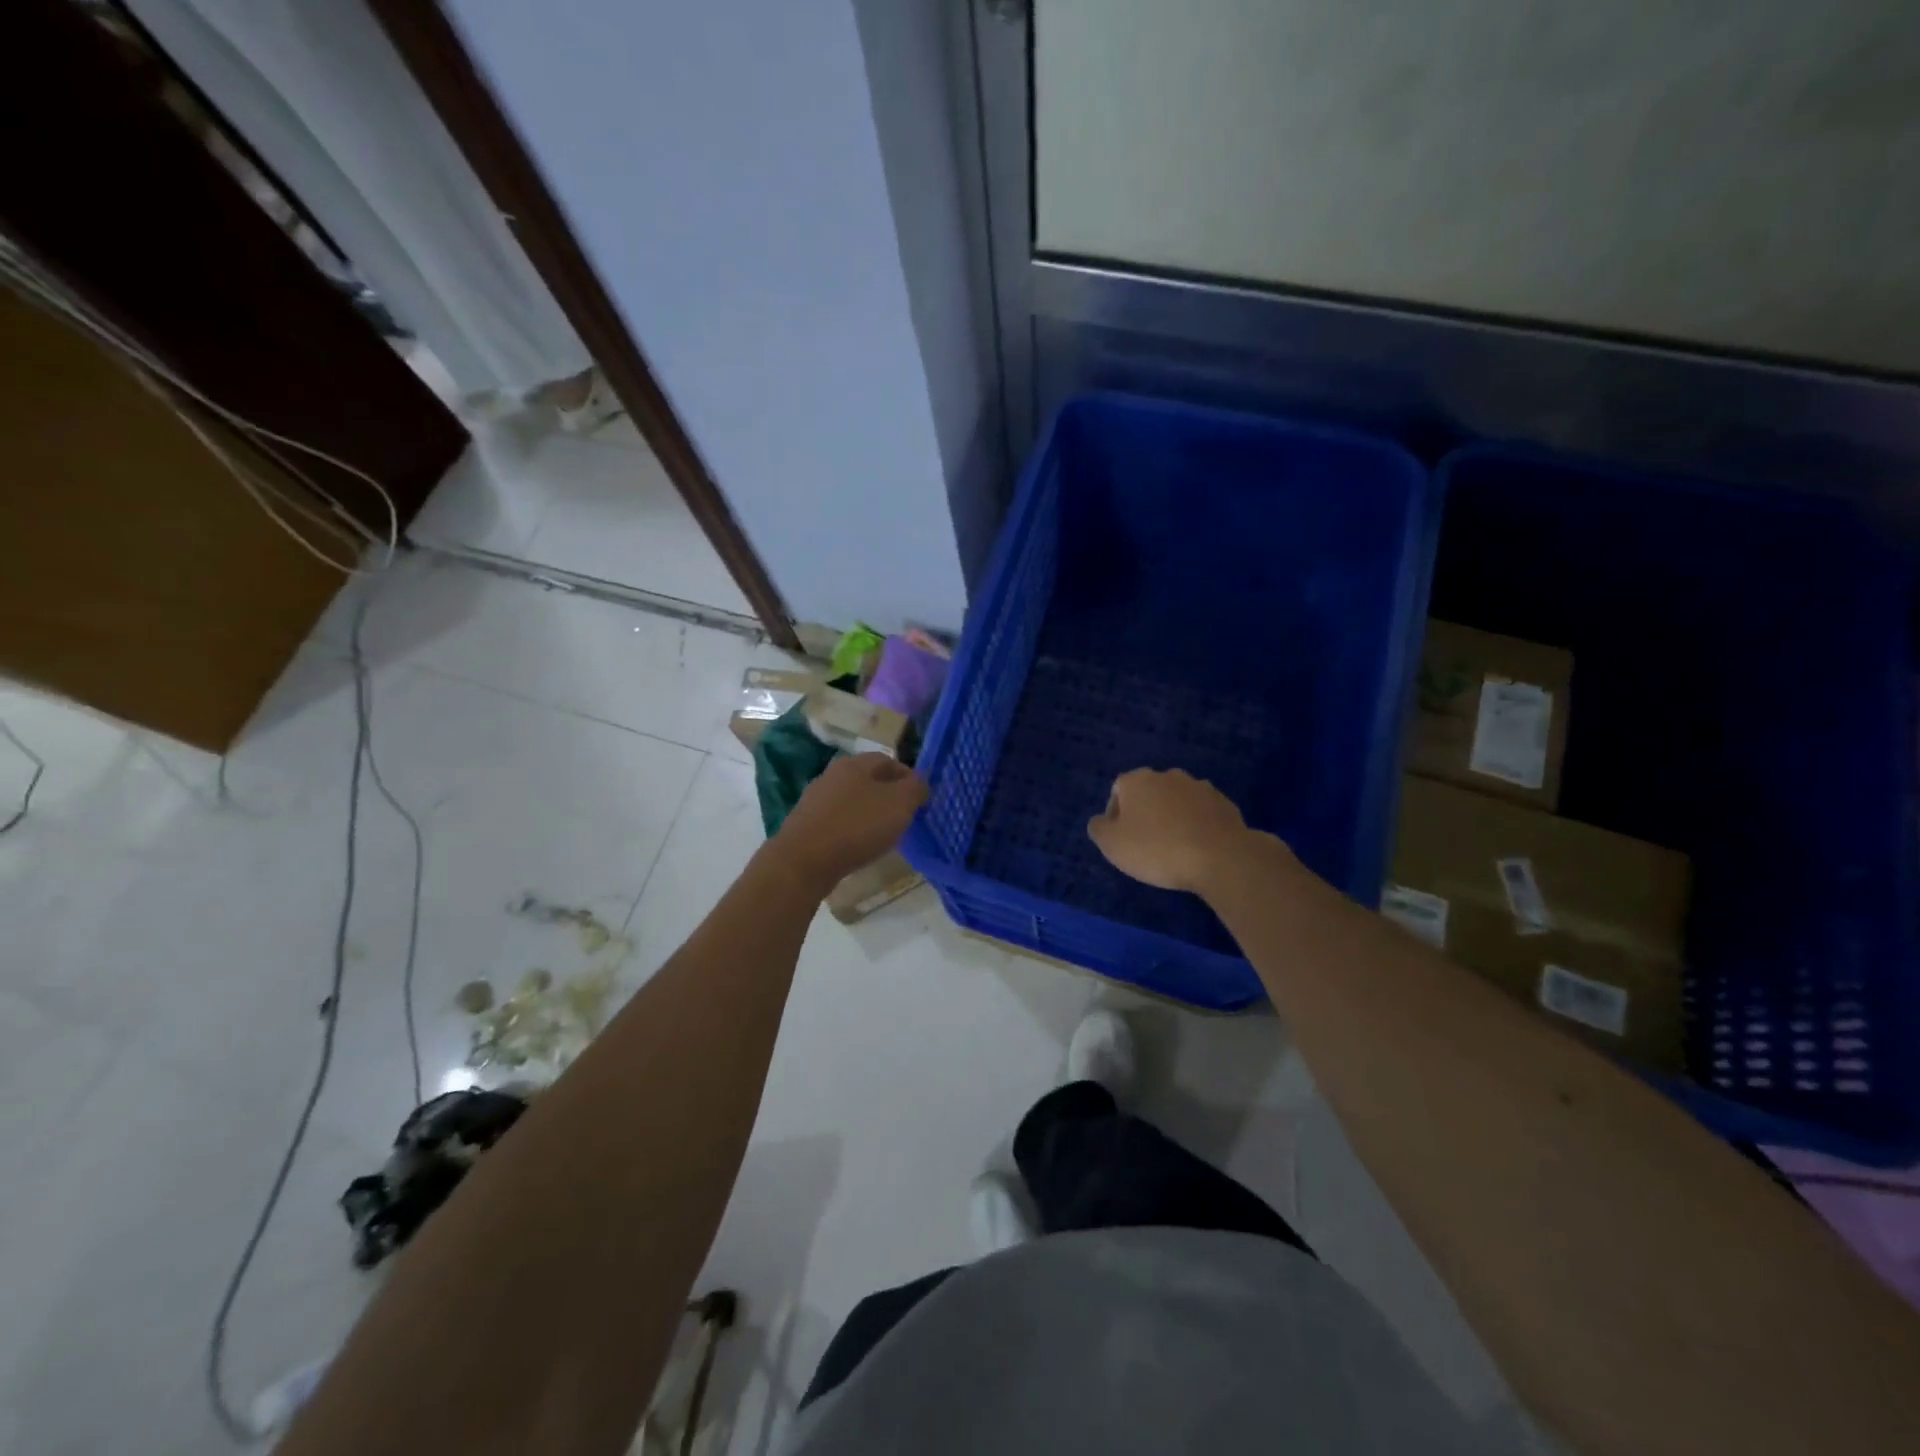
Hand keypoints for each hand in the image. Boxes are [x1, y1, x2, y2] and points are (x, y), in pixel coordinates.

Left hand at [772, 753, 929, 890]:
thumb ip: (915, 789)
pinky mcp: (805, 824)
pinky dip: (852, 829)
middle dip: (889, 795)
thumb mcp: (899, 804)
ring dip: (869, 813)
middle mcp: (832, 774)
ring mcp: (815, 799)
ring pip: (852, 800)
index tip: (920, 798)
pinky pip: (837, 820)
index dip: (908, 777)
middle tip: (904, 816)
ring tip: (884, 834)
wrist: (804, 861)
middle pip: (868, 779)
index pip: (888, 760)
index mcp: (854, 763)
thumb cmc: (857, 826)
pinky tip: (858, 846)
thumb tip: (919, 783)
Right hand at [1087, 768, 1252, 893]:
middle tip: (1147, 844)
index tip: (1123, 840)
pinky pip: (1202, 813)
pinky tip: (1198, 849)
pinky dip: (1197, 826)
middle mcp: (1168, 776)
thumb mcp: (1112, 845)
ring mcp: (1200, 787)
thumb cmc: (1157, 849)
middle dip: (1146, 814)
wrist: (1220, 857)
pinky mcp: (1225, 803)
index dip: (1116, 816)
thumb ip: (1099, 828)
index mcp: (1137, 780)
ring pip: (1177, 802)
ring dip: (1173, 818)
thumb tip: (1101, 820)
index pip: (1118, 791)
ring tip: (1175, 848)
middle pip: (1149, 793)